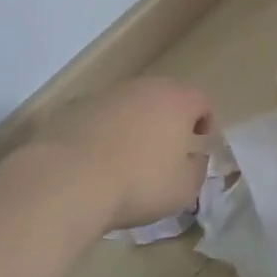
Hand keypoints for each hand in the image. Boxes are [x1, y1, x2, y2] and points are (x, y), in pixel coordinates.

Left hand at [38, 77, 213, 230]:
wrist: (69, 180)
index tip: (201, 146)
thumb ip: (198, 168)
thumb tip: (194, 158)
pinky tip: (101, 160)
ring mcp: (109, 94)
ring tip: (132, 156)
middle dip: (172, 120)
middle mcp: (145, 87)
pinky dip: (108, 131)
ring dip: (138, 124)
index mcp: (178, 101)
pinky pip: (104, 116)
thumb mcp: (184, 188)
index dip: (207, 123)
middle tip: (169, 149)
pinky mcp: (77, 106)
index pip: (203, 102)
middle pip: (167, 97)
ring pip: (133, 104)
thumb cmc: (139, 183)